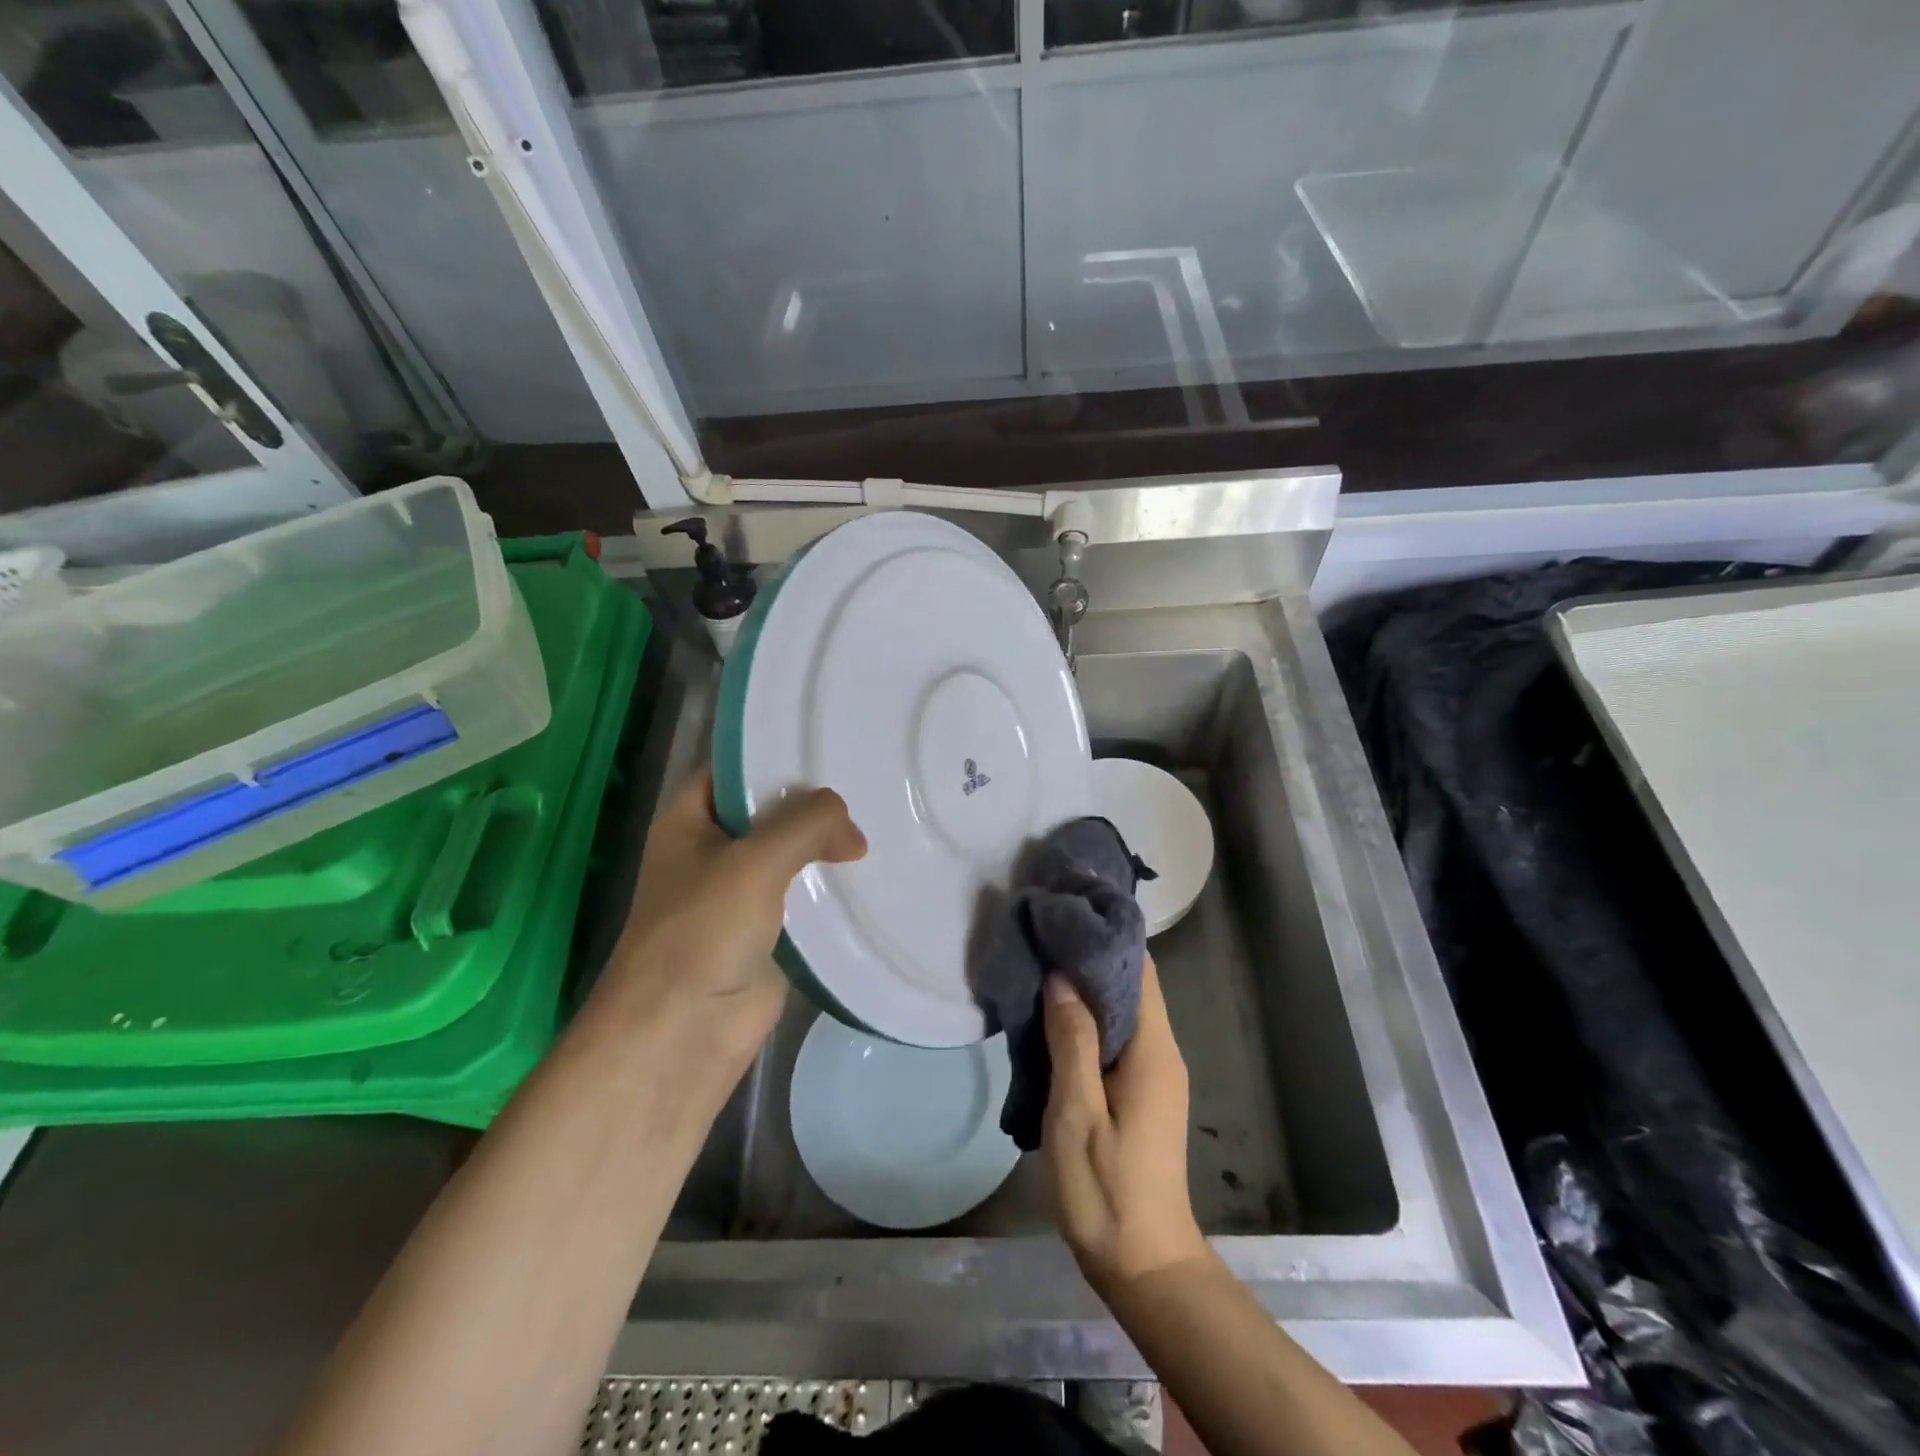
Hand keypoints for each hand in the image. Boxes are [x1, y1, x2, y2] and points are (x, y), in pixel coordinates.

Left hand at [604, 771, 865, 1056]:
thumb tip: (853, 833)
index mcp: (689, 821)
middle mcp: (713, 851)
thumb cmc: (702, 932)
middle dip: (813, 802)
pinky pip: (805, 897)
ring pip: (791, 855)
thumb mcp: (754, 861)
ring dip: (826, 846)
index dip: (776, 755)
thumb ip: (807, 825)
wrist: (682, 1034)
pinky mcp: (768, 932)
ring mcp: (740, 893)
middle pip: (769, 811)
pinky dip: (832, 887)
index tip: (829, 743)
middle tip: (870, 782)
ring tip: (882, 820)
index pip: (735, 769)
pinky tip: (873, 873)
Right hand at [1042, 957, 1208, 1296]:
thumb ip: (1072, 1042)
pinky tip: (1051, 1017)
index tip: (1066, 916)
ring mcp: (1153, 1072)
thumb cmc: (1106, 1189)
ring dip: (1085, 988)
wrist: (1144, 1263)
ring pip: (1121, 1010)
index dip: (1106, 939)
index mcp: (1152, 1051)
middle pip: (1131, 985)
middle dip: (1089, 957)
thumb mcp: (1077, 1114)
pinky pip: (1115, 1036)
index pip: (1139, 971)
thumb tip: (1061, 977)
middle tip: (1043, 935)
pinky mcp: (1140, 1090)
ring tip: (1039, 966)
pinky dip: (1087, 1018)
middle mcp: (1160, 1052)